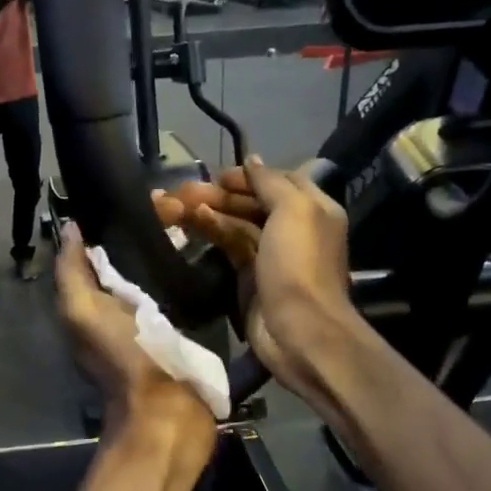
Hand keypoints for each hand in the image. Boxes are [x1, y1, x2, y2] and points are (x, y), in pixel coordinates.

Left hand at [55, 225, 213, 436]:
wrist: (168, 411)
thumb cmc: (124, 355)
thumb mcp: (83, 311)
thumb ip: (72, 272)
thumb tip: (72, 229)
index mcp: (91, 302)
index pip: (98, 252)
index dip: (114, 223)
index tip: (143, 194)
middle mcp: (119, 307)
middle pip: (131, 258)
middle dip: (151, 230)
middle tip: (179, 205)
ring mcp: (154, 319)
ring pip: (160, 270)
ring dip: (174, 246)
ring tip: (198, 217)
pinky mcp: (183, 329)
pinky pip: (183, 290)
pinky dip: (192, 270)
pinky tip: (210, 250)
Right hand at [154, 156, 362, 398]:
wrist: (298, 329)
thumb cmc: (299, 264)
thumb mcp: (293, 211)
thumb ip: (271, 182)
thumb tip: (252, 161)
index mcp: (313, 208)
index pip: (279, 181)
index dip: (249, 176)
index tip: (218, 176)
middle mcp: (294, 228)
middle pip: (254, 203)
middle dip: (221, 194)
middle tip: (185, 191)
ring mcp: (271, 255)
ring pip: (237, 225)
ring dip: (209, 212)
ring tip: (176, 205)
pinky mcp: (250, 277)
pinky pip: (229, 247)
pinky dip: (212, 232)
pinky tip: (190, 222)